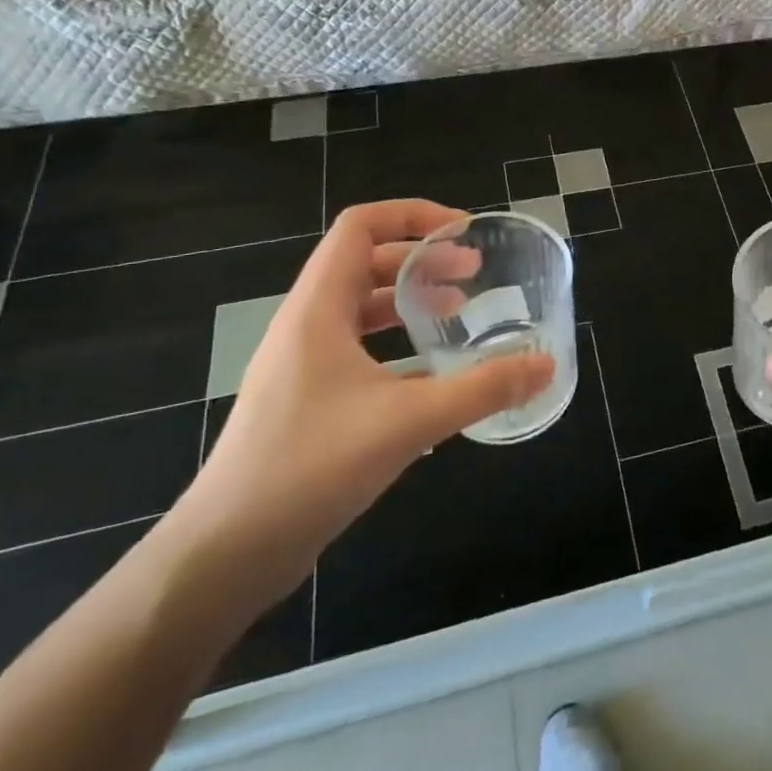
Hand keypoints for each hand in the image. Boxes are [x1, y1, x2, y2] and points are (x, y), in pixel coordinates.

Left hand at [168, 201, 552, 599]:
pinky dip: (398, 347)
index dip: (413, 215)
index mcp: (317, 309)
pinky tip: (434, 377)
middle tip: (474, 275)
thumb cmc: (310, 467)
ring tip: (458, 314)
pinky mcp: (308, 403)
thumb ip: (482, 389)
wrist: (225, 555)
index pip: (360, 227)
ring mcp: (303, 366)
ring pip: (361, 310)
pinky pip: (359, 352)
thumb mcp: (409, 421)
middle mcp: (306, 327)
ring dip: (410, 302)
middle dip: (421, 259)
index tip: (464, 232)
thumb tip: (546, 365)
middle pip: (364, 263)